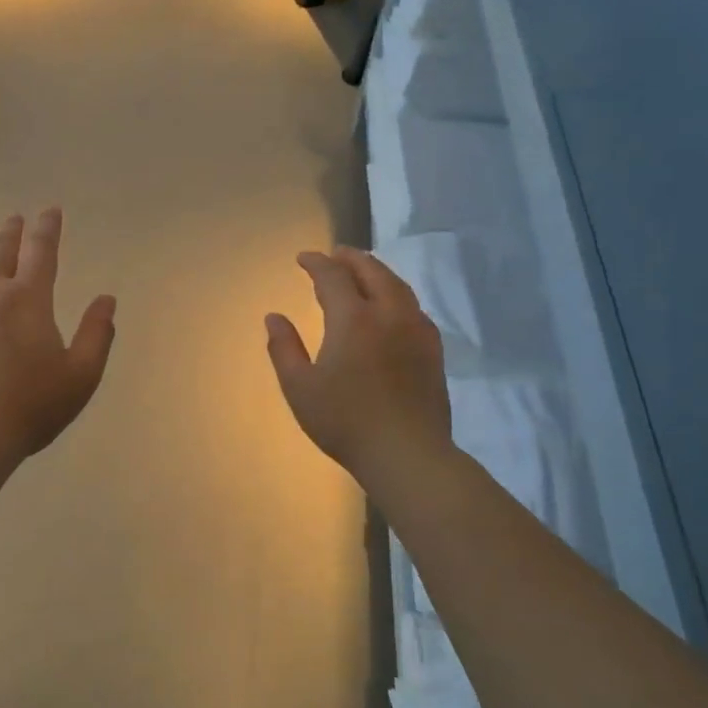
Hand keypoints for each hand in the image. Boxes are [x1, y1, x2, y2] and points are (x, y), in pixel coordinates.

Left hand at [0, 209, 117, 462]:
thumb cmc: (30, 406)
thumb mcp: (81, 375)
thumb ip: (97, 334)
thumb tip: (106, 299)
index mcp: (29, 300)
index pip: (41, 253)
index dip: (47, 229)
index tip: (50, 211)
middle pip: (0, 253)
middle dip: (11, 232)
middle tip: (15, 219)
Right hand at [266, 248, 455, 488]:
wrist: (407, 453)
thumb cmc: (345, 421)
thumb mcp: (299, 387)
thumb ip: (284, 348)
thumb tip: (274, 317)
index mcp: (353, 319)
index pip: (333, 276)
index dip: (316, 263)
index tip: (303, 258)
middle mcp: (389, 314)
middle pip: (372, 271)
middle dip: (351, 258)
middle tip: (335, 254)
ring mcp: (416, 330)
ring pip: (398, 286)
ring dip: (376, 272)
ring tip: (362, 272)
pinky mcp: (433, 350)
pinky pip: (413, 307)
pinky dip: (396, 294)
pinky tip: (391, 307)